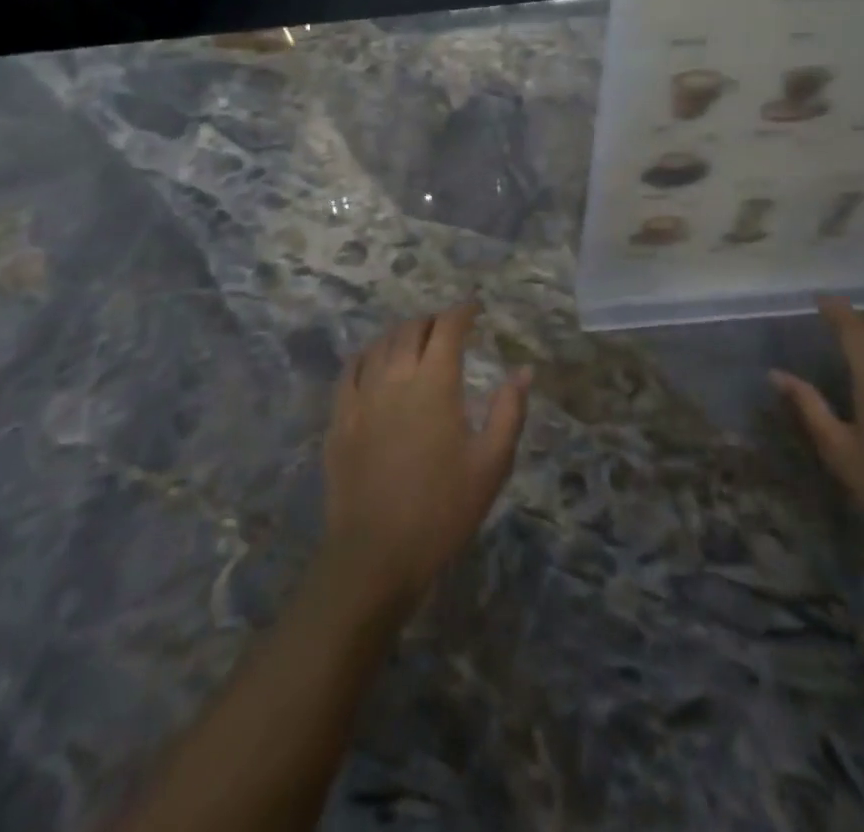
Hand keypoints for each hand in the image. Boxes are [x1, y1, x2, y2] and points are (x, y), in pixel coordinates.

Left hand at [321, 301, 530, 617]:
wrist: (376, 556)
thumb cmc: (443, 510)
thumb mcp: (491, 463)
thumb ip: (509, 411)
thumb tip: (524, 370)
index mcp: (435, 384)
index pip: (448, 328)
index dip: (463, 311)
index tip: (475, 307)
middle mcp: (395, 378)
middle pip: (411, 329)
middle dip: (432, 320)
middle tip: (447, 326)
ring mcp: (361, 397)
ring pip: (380, 344)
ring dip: (401, 333)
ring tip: (415, 338)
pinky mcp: (339, 419)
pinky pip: (350, 370)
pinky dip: (367, 354)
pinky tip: (374, 360)